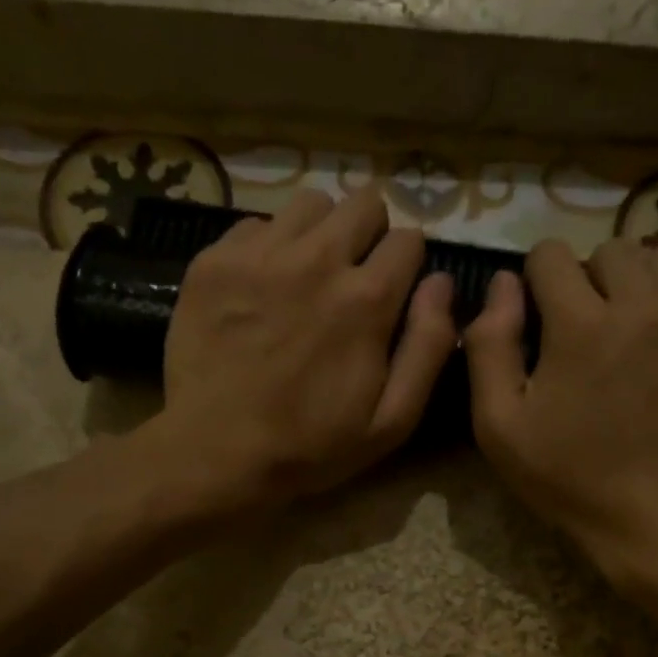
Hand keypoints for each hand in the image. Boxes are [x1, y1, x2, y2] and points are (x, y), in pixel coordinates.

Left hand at [153, 187, 457, 511]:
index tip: (393, 294)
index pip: (409, 239)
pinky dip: (268, 247)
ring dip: (320, 233)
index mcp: (366, 298)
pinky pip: (256, 224)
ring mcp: (260, 254)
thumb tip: (442, 283)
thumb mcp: (392, 420)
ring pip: (310, 204)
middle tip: (354, 277)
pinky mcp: (215, 260)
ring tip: (307, 275)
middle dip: (370, 235)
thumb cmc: (311, 446)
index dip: (407, 266)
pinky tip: (262, 288)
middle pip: (363, 203)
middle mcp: (317, 259)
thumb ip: (427, 347)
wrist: (216, 452)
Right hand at [464, 238, 657, 598]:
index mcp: (582, 325)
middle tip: (589, 325)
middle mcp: (647, 307)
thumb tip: (502, 284)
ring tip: (637, 329)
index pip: (552, 254)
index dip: (538, 280)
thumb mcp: (499, 426)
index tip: (543, 315)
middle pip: (615, 249)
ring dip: (643, 285)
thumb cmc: (571, 479)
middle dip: (592, 277)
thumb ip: (489, 346)